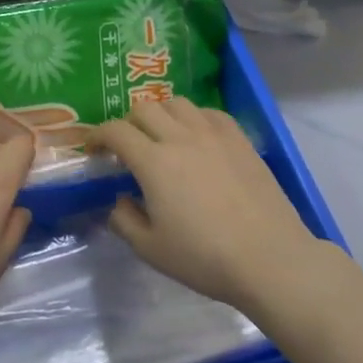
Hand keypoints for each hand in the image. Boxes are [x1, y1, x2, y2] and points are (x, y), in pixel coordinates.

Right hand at [91, 98, 319, 314]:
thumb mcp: (151, 249)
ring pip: (177, 103)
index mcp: (153, 162)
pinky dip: (193, 117)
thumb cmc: (204, 258)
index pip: (115, 131)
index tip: (93, 149)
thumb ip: (124, 220)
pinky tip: (196, 136)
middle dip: (127, 122)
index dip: (97, 135)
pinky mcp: (240, 139)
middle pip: (144, 108)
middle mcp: (180, 137)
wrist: (269, 258)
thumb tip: (119, 200)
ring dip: (160, 114)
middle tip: (127, 145)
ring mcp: (213, 134)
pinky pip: (209, 112)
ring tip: (161, 135)